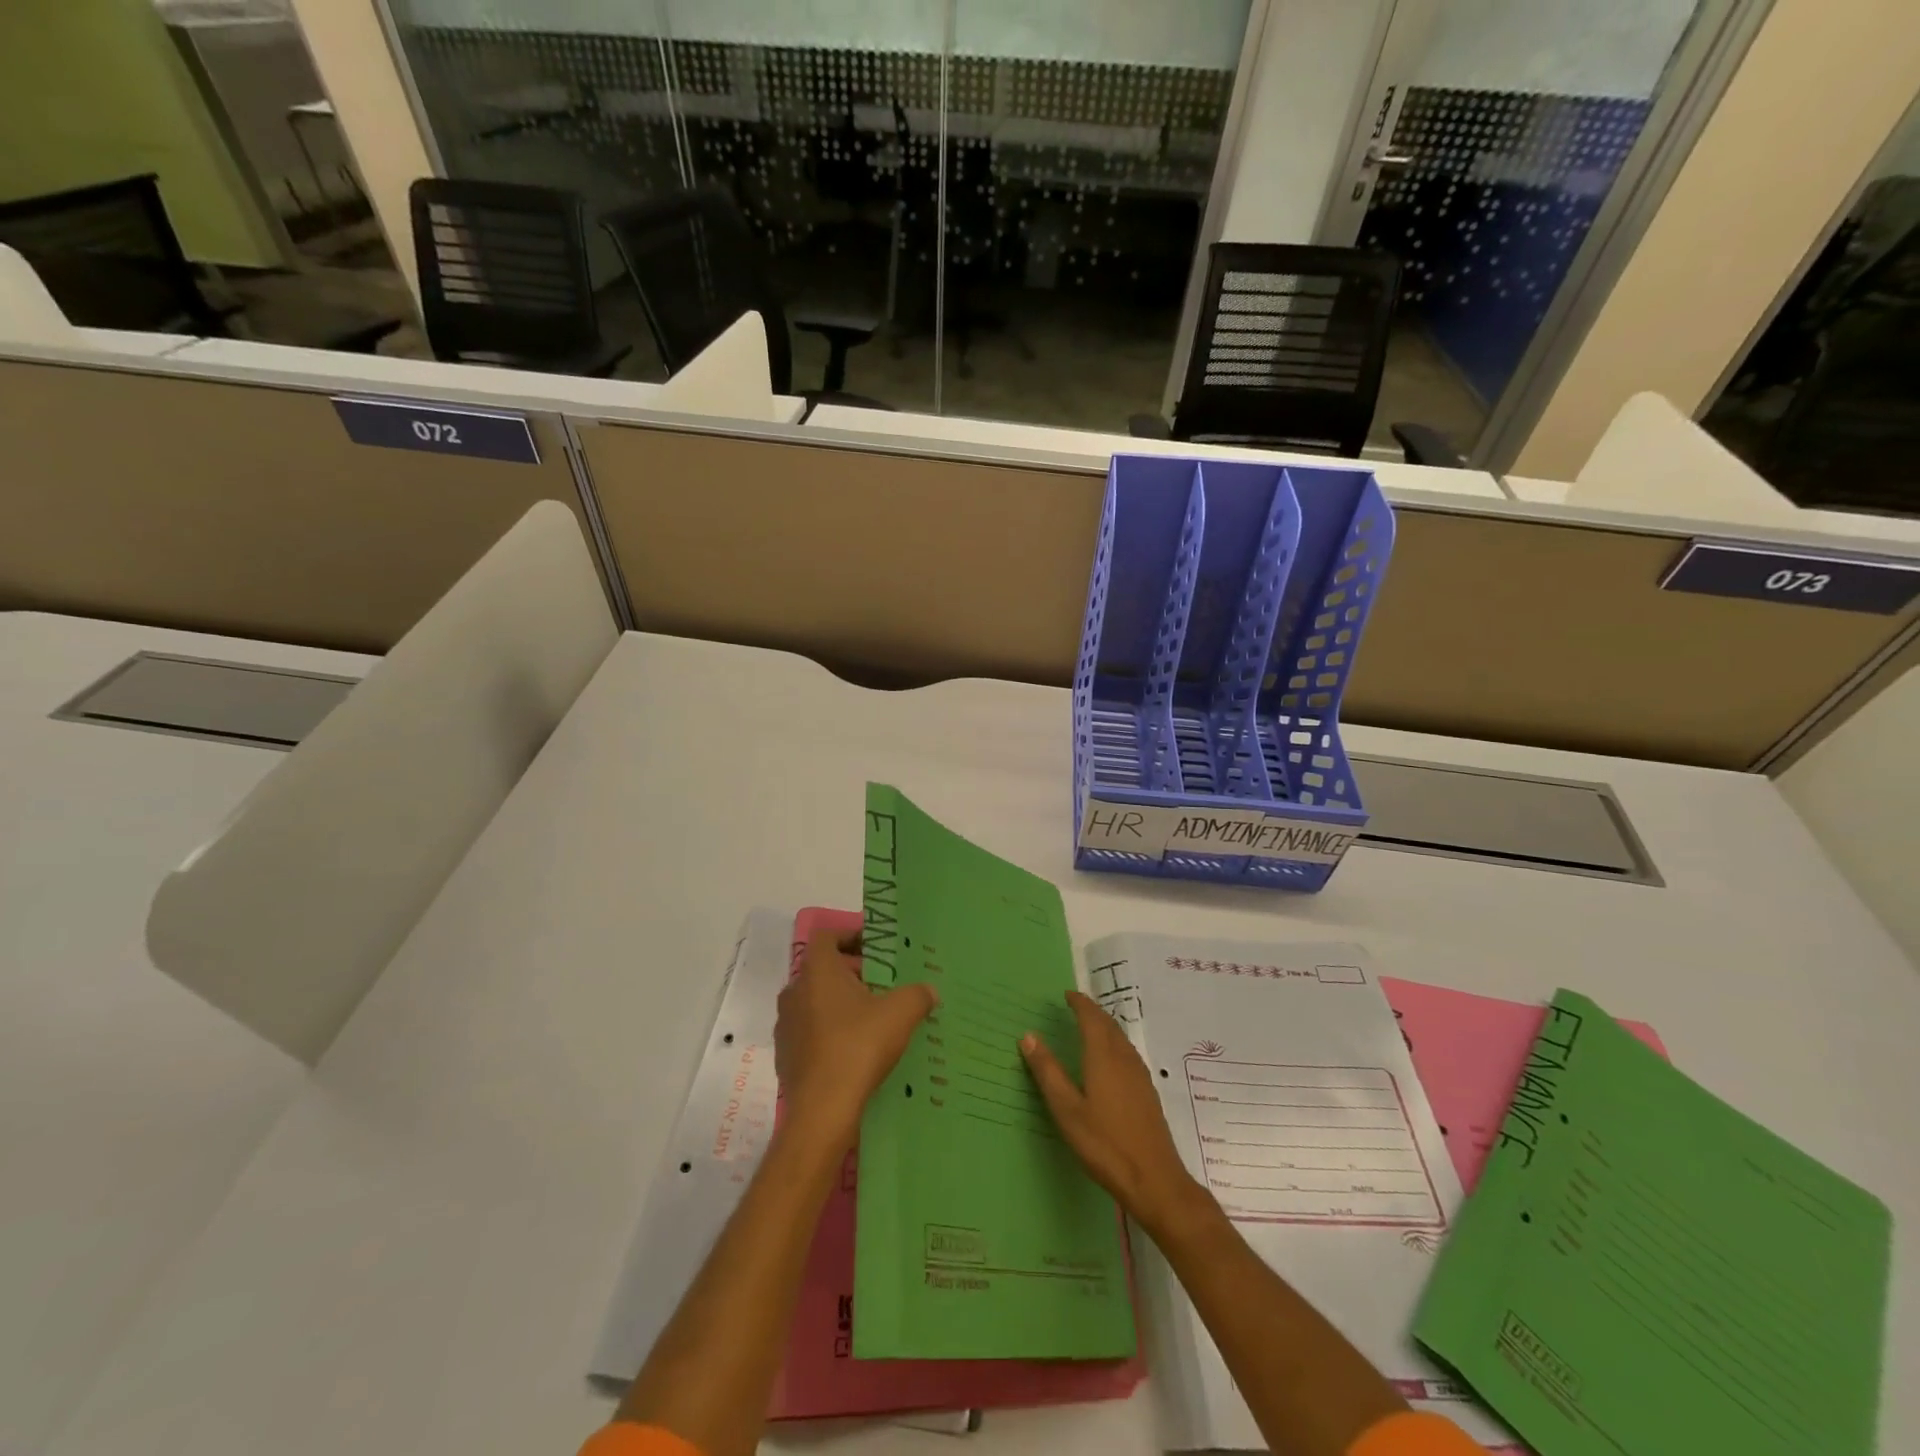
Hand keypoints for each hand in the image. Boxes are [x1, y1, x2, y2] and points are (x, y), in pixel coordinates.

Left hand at [776, 930, 936, 1152]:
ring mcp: (787, 1025)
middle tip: (883, 982)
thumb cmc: (858, 1047)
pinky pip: (811, 1031)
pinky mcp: (786, 1056)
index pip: (827, 936)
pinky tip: (855, 1048)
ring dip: (841, 1002)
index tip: (876, 948)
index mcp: (816, 971)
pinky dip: (831, 1030)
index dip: (851, 935)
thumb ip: (917, 994)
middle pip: (823, 969)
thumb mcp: (901, 1013)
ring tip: (872, 1016)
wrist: (822, 1111)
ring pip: (815, 1001)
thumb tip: (929, 990)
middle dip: (852, 971)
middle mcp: (794, 992)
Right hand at [1021, 990, 1208, 1235]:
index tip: (1067, 994)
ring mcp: (1140, 1076)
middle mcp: (1124, 1058)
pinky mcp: (1147, 1093)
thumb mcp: (1067, 1109)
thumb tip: (1028, 1035)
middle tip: (1076, 1006)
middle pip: (1109, 1025)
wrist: (1153, 1179)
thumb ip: (1047, 1071)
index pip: (1091, 1018)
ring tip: (1091, 1026)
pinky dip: (1115, 1043)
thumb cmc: (1104, 1144)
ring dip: (1105, 1026)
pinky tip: (1111, 1060)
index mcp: (1103, 1056)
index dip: (1080, 1004)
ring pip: (1121, 1039)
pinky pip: (1128, 1053)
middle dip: (1092, 1012)